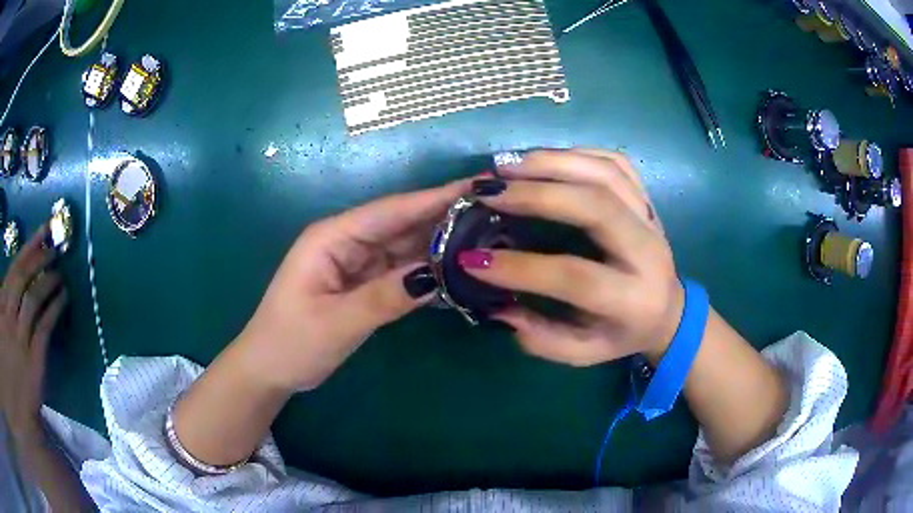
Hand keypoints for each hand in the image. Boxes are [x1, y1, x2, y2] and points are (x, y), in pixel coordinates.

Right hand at [0, 226, 67, 435]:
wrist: (21, 411)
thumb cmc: (8, 367)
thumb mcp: (1, 326)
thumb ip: (2, 300)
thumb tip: (10, 278)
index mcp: (1, 305)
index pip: (13, 268)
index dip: (29, 248)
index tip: (43, 231)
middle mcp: (7, 316)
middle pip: (22, 277)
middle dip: (39, 257)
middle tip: (54, 248)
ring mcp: (19, 339)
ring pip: (33, 298)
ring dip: (48, 281)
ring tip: (60, 272)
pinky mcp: (33, 361)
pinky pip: (44, 327)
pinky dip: (54, 308)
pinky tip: (63, 298)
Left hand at [235, 180, 469, 390]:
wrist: (269, 370)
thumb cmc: (291, 343)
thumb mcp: (336, 323)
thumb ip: (384, 298)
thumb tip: (436, 275)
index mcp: (332, 237)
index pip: (390, 211)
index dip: (434, 198)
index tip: (477, 188)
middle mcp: (346, 242)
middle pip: (401, 224)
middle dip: (444, 217)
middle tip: (494, 214)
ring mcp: (356, 263)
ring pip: (404, 247)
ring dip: (439, 245)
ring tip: (485, 239)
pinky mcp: (362, 283)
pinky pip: (400, 272)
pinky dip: (426, 272)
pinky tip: (456, 272)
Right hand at [460, 149, 683, 365]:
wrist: (668, 310)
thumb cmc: (622, 333)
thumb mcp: (583, 352)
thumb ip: (542, 339)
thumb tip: (498, 306)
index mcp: (631, 298)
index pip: (575, 276)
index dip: (521, 268)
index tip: (472, 260)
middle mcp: (646, 251)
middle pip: (596, 206)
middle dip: (537, 194)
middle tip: (489, 190)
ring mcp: (650, 218)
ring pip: (605, 173)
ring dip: (551, 162)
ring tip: (505, 164)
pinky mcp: (646, 198)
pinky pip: (614, 162)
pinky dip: (574, 154)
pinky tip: (541, 158)